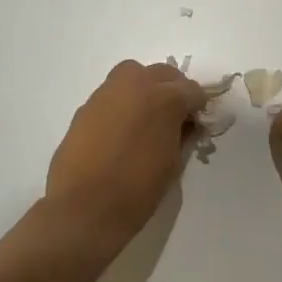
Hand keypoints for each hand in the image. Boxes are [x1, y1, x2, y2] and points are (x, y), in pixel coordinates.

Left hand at [45, 60, 204, 251]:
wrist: (83, 208)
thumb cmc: (137, 190)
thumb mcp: (173, 164)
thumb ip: (182, 136)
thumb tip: (184, 126)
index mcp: (165, 99)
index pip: (192, 91)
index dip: (198, 107)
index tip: (197, 124)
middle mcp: (136, 85)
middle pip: (163, 74)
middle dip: (173, 90)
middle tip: (175, 116)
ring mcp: (107, 93)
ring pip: (133, 75)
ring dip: (145, 88)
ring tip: (146, 117)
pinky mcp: (86, 106)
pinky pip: (112, 94)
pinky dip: (122, 103)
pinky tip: (121, 129)